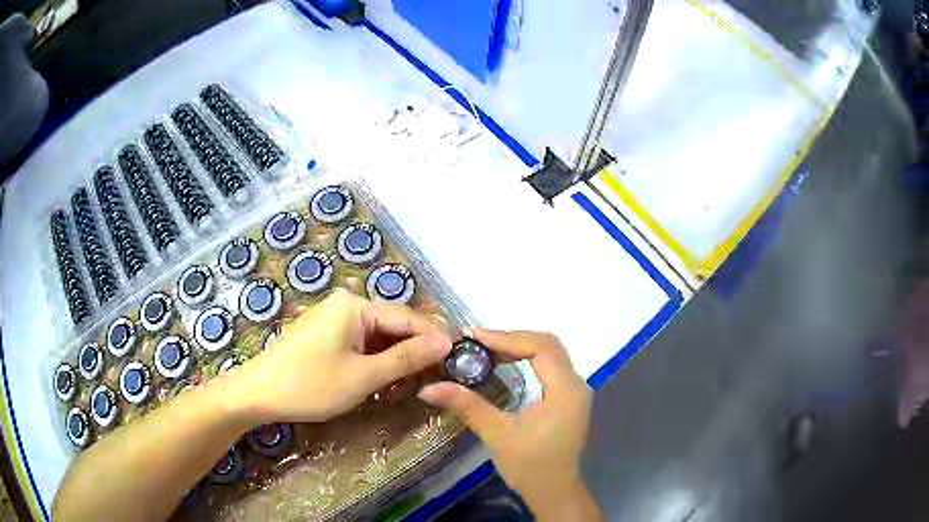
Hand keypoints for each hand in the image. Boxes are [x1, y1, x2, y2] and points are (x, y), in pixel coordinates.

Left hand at [232, 289, 452, 423]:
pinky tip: (384, 380)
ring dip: (395, 359)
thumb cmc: (311, 385)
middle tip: (438, 376)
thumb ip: (406, 358)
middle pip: (393, 325)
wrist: (258, 393)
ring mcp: (334, 319)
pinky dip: (375, 362)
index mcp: (355, 305)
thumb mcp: (363, 376)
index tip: (459, 358)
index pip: (407, 317)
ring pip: (378, 337)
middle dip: (415, 351)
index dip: (435, 338)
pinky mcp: (326, 335)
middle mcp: (346, 305)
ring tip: (413, 384)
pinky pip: (361, 344)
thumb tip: (446, 342)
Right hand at [418, 330, 599, 520]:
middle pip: (548, 345)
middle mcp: (576, 384)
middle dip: (512, 339)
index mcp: (565, 390)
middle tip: (478, 342)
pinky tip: (506, 365)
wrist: (554, 491)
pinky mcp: (569, 398)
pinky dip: (528, 359)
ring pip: (551, 353)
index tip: (474, 337)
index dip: (507, 338)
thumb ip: (467, 405)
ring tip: (486, 350)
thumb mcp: (497, 434)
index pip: (541, 347)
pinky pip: (551, 367)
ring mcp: (575, 391)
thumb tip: (429, 387)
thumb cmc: (529, 466)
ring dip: (520, 347)